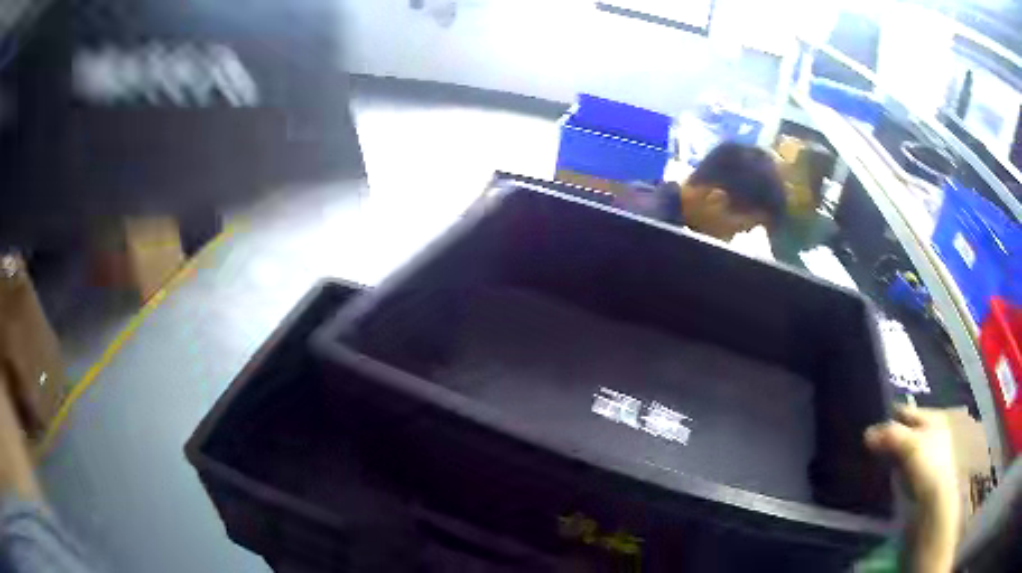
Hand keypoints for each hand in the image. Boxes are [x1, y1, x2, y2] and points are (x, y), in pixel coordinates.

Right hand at [865, 405, 959, 572]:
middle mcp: (932, 433)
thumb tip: (867, 432)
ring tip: (872, 462)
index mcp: (934, 417)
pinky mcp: (920, 478)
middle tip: (868, 445)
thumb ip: (889, 434)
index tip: (871, 424)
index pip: (908, 411)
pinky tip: (882, 476)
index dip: (891, 415)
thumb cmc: (928, 464)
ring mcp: (927, 457)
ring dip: (891, 455)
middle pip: (907, 431)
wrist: (934, 502)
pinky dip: (893, 470)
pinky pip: (903, 468)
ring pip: (904, 451)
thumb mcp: (908, 444)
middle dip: (890, 437)